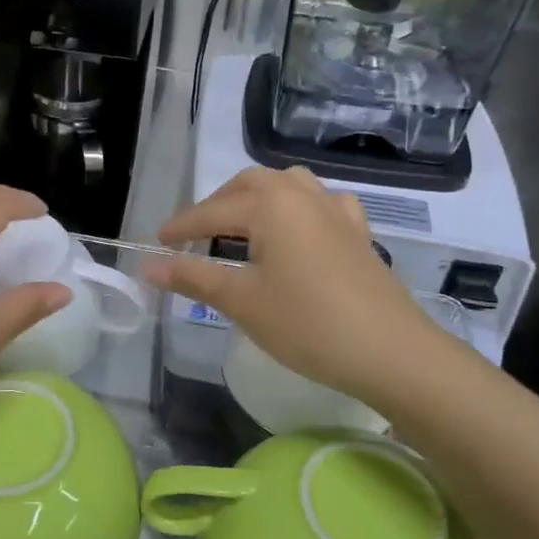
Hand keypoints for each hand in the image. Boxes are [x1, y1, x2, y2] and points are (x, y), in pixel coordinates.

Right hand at [145, 166, 449, 409]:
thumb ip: (193, 276)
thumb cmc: (307, 324)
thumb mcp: (242, 301)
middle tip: (195, 238)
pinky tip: (297, 231)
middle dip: (216, 206)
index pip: (210, 212)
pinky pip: (320, 204)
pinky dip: (297, 209)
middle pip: (248, 186)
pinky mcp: (357, 231)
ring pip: (286, 186)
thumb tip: (147, 266)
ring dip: (256, 200)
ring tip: (239, 229)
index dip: (180, 229)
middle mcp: (301, 194)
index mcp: (269, 205)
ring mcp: (335, 210)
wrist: (390, 351)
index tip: (155, 245)